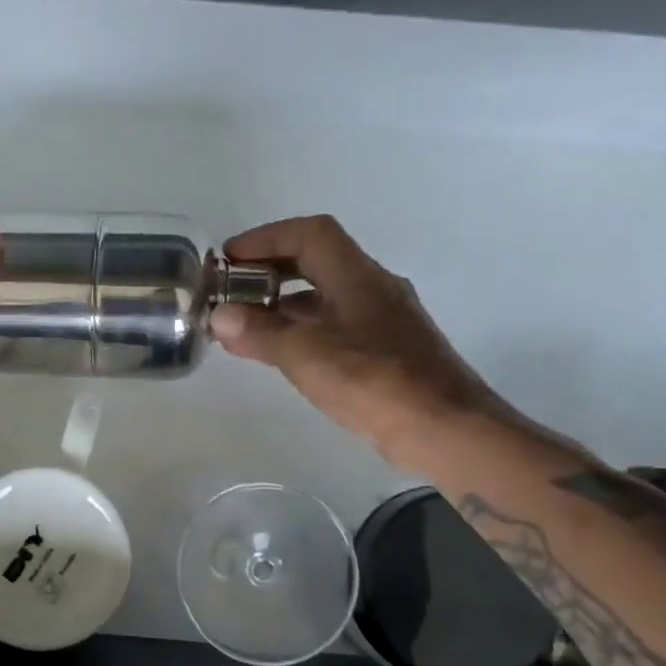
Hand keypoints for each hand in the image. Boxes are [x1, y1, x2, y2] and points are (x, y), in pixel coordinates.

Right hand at [210, 215, 507, 466]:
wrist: (446, 430)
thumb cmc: (373, 382)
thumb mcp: (305, 355)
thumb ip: (260, 332)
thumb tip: (219, 315)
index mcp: (358, 277)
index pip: (309, 235)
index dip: (265, 239)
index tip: (229, 260)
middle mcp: (374, 289)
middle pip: (317, 261)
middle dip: (270, 270)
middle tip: (231, 290)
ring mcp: (384, 321)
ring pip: (326, 297)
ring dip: (284, 304)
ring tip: (243, 325)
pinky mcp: (387, 352)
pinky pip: (335, 327)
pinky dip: (302, 331)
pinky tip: (280, 354)